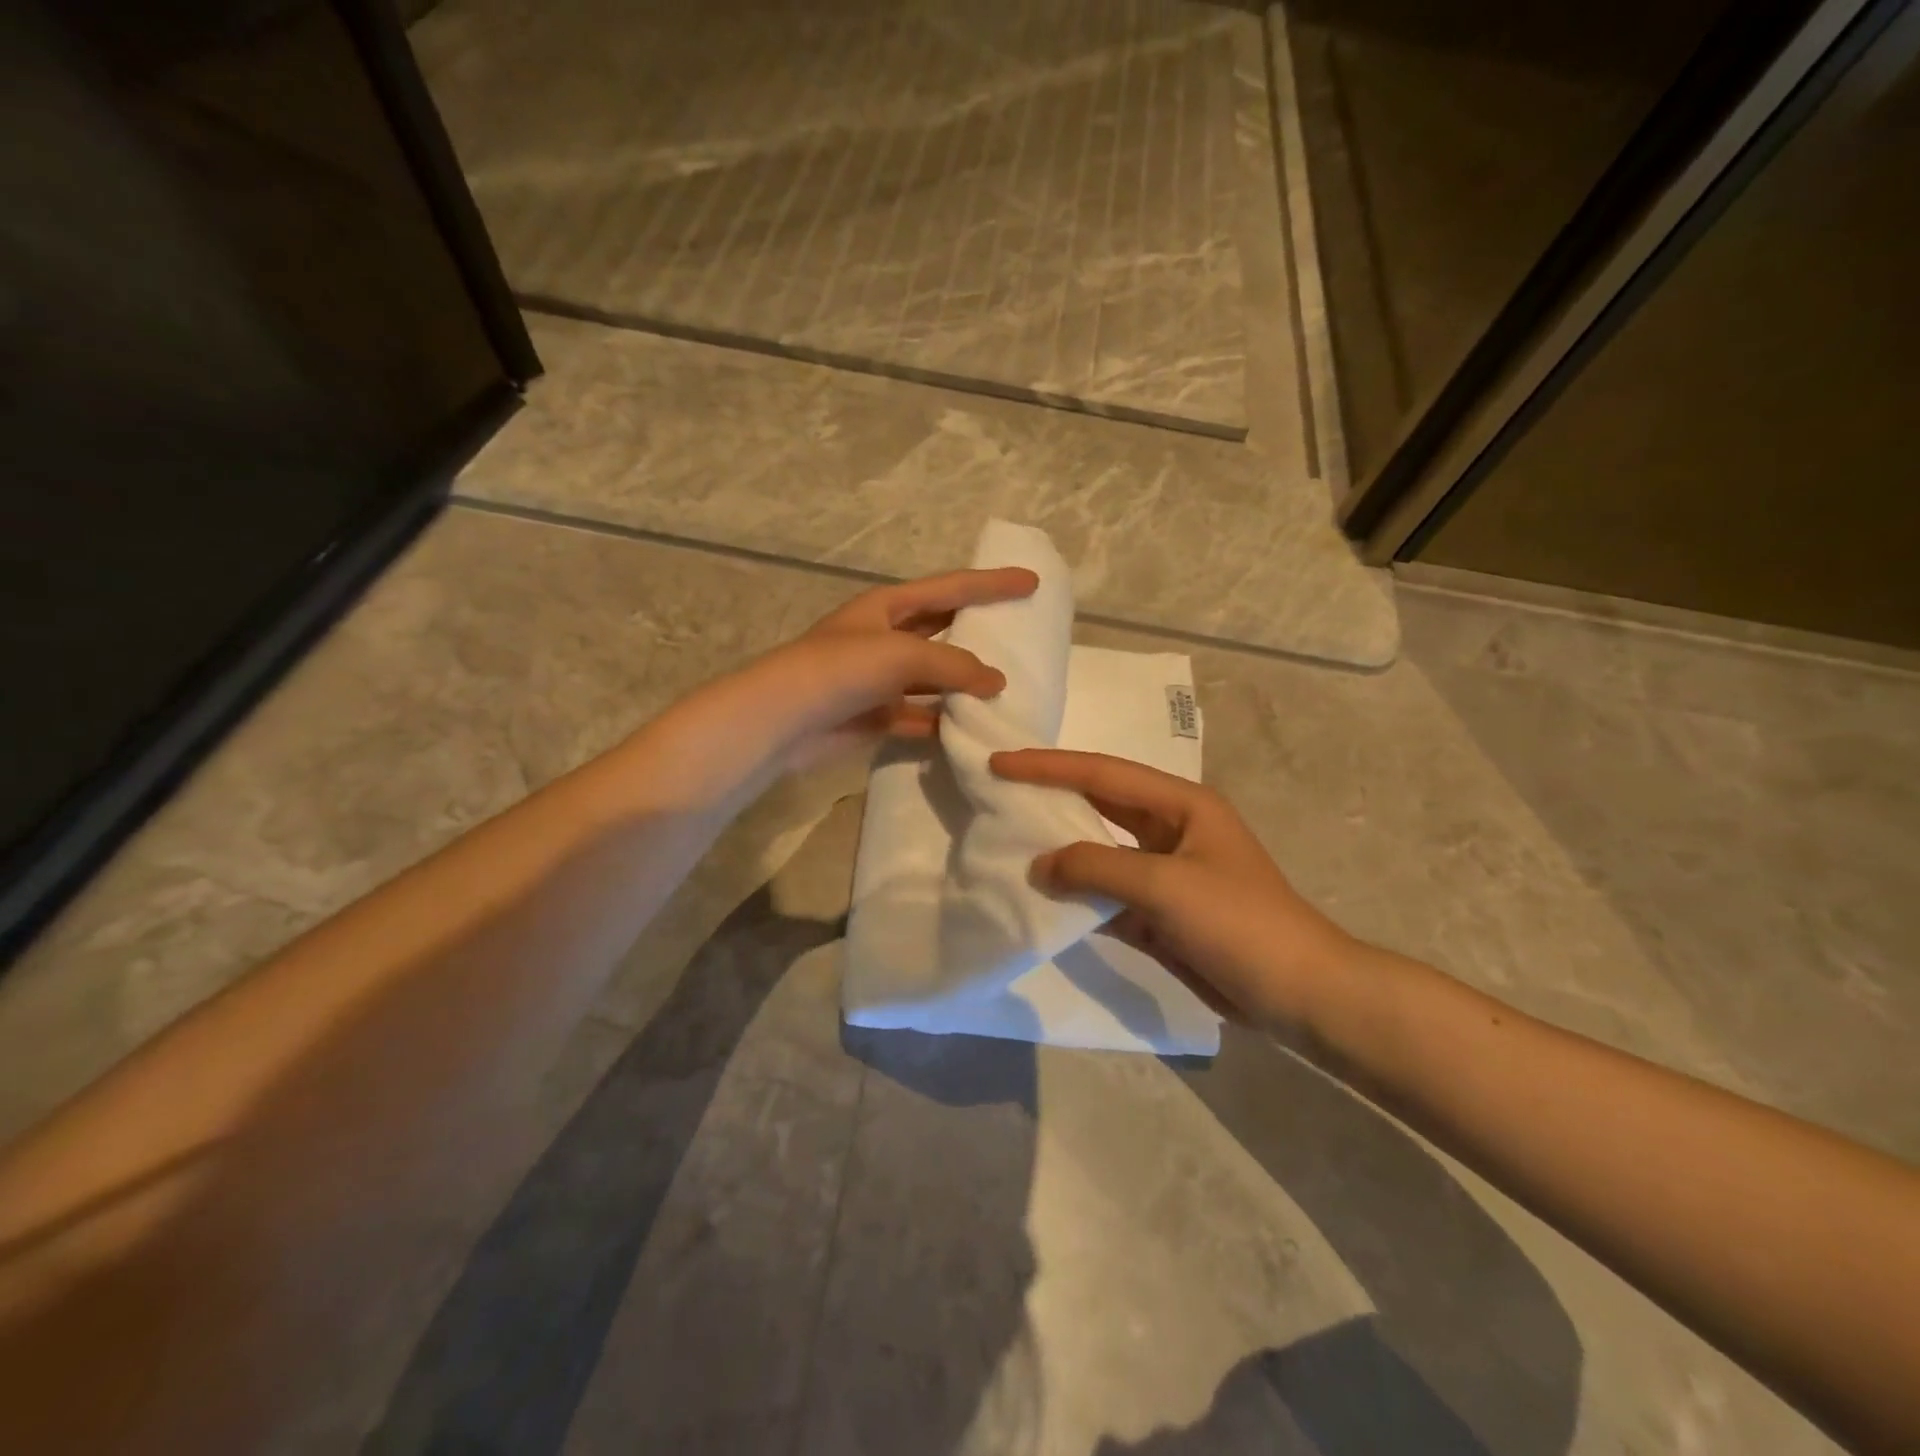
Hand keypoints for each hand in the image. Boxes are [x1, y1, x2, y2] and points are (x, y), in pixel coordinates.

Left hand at [745, 567, 1038, 771]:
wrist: (784, 719)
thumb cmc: (841, 668)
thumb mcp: (902, 654)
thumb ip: (954, 665)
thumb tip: (996, 681)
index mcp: (889, 606)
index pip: (951, 588)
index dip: (992, 583)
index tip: (1032, 581)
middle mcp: (885, 637)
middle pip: (943, 630)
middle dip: (979, 632)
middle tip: (1021, 636)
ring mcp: (879, 678)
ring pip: (934, 678)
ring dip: (964, 684)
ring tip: (1006, 689)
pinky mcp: (875, 715)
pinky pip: (919, 715)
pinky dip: (943, 722)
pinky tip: (971, 729)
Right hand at [991, 749, 1359, 1029]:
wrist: (1297, 993)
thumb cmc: (1238, 922)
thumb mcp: (1165, 886)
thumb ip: (1097, 869)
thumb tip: (1039, 866)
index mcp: (1181, 804)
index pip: (1103, 773)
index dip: (1049, 766)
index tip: (1001, 763)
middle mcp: (1169, 829)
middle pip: (1099, 803)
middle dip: (1051, 796)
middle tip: (998, 791)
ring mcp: (1163, 872)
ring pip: (1100, 850)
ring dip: (1060, 848)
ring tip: (1008, 839)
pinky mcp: (1158, 912)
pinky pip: (1107, 893)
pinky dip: (1077, 894)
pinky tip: (1041, 896)